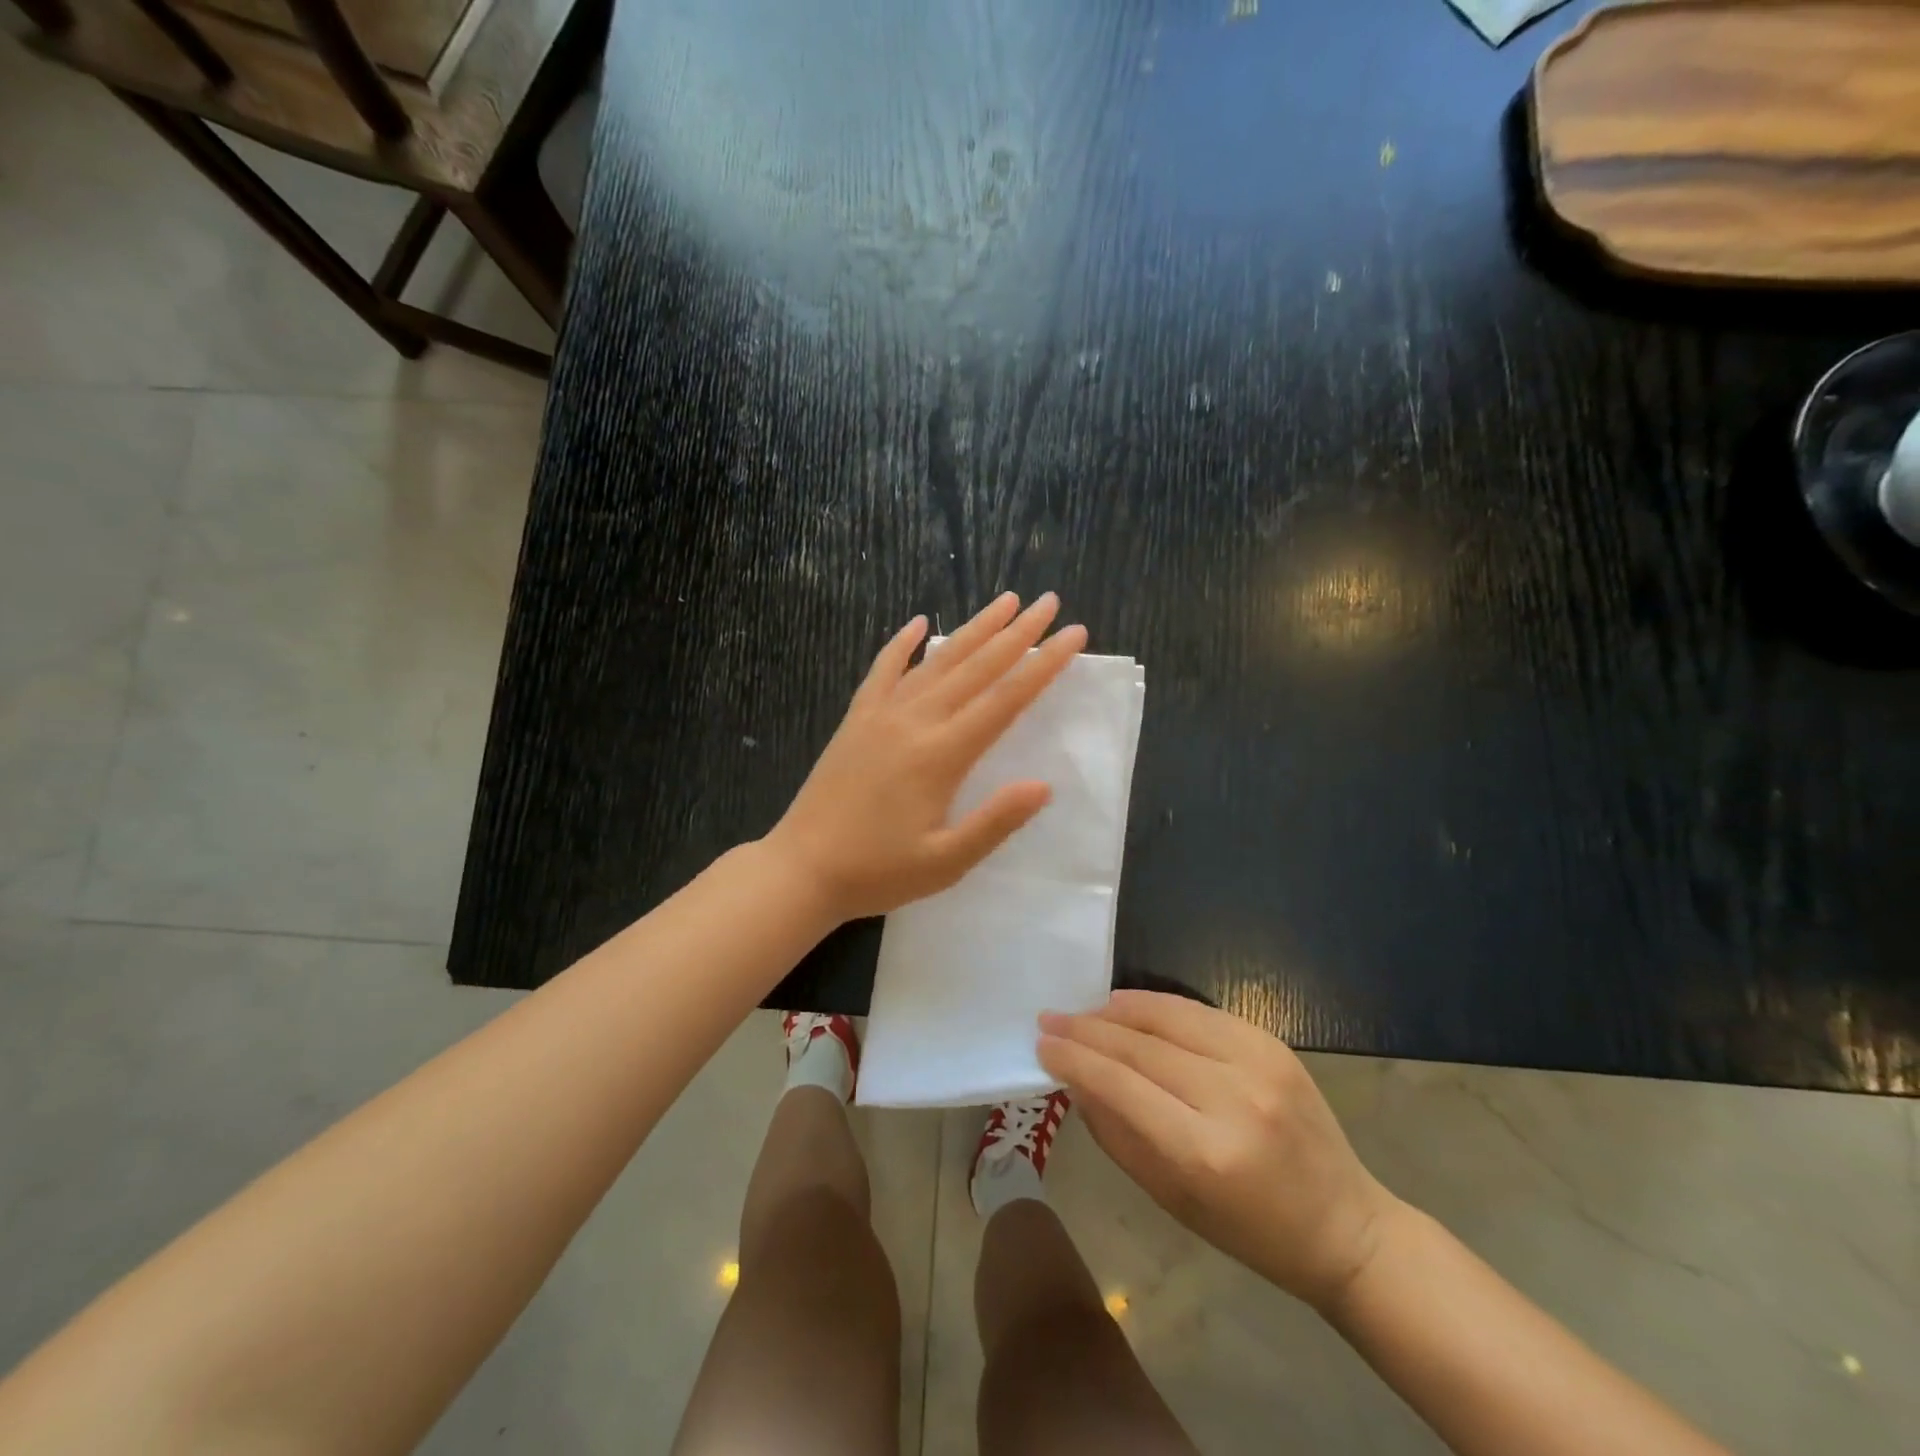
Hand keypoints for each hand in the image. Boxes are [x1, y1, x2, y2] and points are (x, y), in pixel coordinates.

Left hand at [767, 592, 1087, 922]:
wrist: (802, 868)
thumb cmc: (878, 872)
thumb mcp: (946, 862)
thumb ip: (995, 822)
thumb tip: (1044, 785)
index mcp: (942, 755)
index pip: (1005, 700)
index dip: (1043, 665)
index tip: (1073, 635)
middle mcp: (914, 722)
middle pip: (975, 667)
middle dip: (1016, 633)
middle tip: (1048, 602)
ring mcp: (881, 715)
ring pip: (935, 661)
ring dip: (972, 629)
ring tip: (1003, 601)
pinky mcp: (856, 719)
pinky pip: (882, 671)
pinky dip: (901, 644)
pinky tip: (917, 624)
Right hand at [1038, 991, 1400, 1311]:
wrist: (1346, 1226)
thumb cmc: (1250, 1231)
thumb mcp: (1170, 1198)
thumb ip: (1116, 1134)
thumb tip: (1074, 1081)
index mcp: (1205, 1151)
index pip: (1121, 1085)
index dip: (1075, 1060)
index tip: (1042, 1045)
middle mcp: (1232, 1097)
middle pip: (1140, 1047)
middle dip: (1086, 1030)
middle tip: (1049, 1020)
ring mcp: (1258, 1063)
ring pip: (1168, 1017)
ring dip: (1117, 1010)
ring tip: (1083, 1011)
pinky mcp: (1272, 1043)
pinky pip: (1199, 1012)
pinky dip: (1157, 1005)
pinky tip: (1127, 1005)